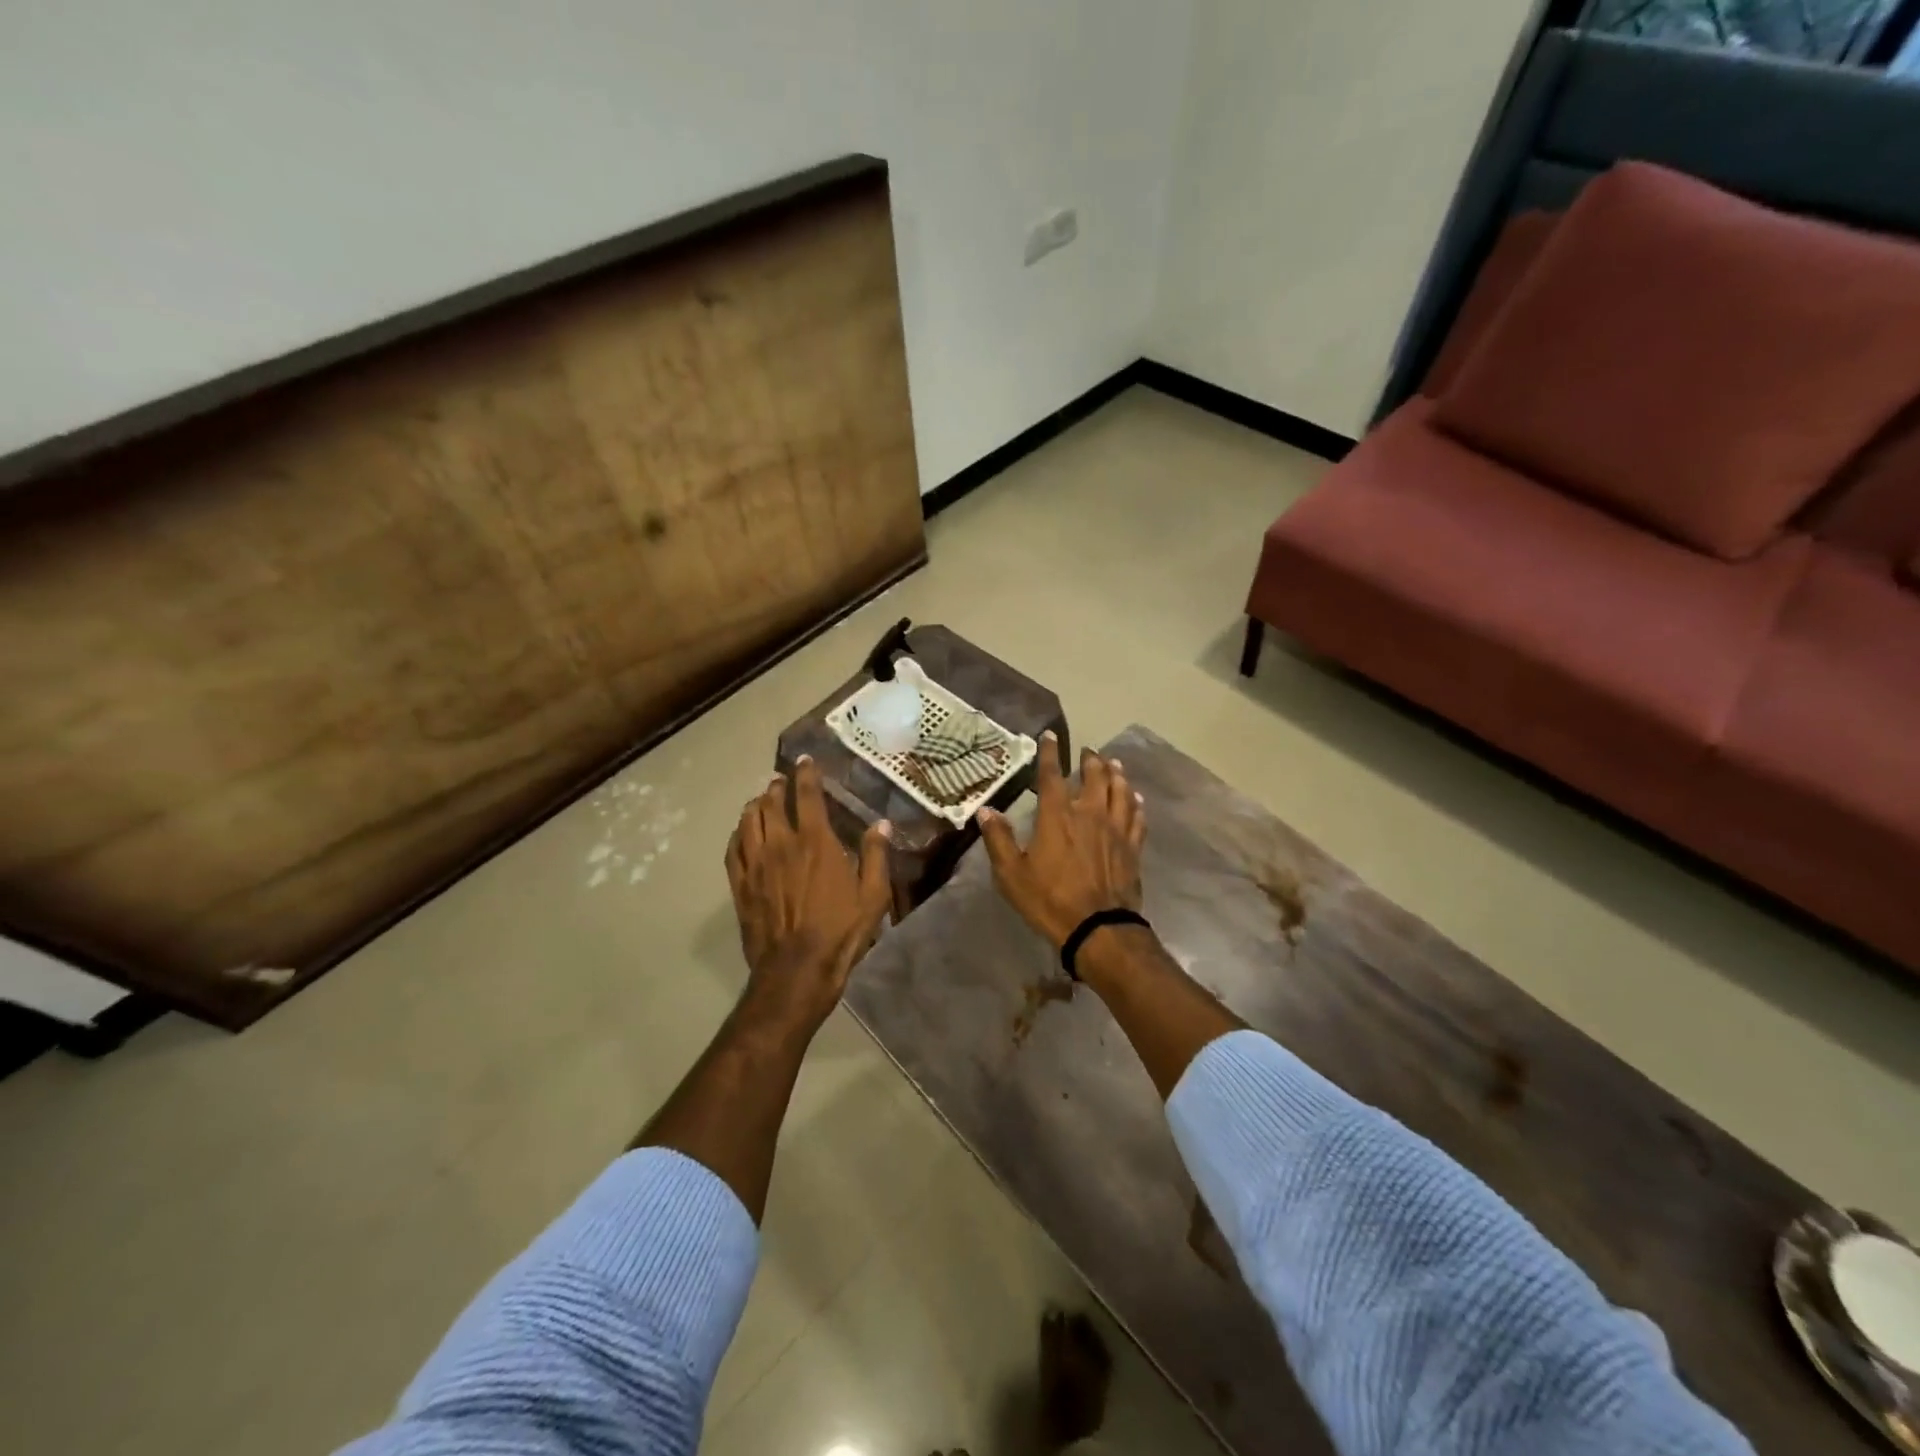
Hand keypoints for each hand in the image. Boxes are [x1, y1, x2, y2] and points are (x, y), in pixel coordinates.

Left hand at [725, 756, 892, 1031]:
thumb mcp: (873, 895)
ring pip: (748, 821)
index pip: (807, 795)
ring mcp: (756, 864)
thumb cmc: (841, 931)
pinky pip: (733, 849)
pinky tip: (742, 832)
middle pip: (772, 803)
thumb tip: (882, 824)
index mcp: (816, 842)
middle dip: (777, 786)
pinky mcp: (740, 885)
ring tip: (761, 800)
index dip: (806, 773)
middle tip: (781, 780)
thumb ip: (877, 856)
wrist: (797, 970)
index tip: (805, 760)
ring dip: (755, 805)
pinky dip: (737, 834)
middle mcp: (781, 844)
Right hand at [977, 734, 1144, 950]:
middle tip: (1088, 751)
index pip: (1052, 775)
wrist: (1098, 928)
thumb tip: (986, 810)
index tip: (1050, 736)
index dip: (1050, 753)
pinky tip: (1135, 798)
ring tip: (1114, 764)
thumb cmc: (1049, 900)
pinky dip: (1135, 803)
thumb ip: (998, 839)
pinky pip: (1137, 817)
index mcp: (1057, 816)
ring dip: (1116, 774)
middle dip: (1090, 760)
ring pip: (1120, 791)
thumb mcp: (1011, 874)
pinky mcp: (1132, 847)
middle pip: (1095, 777)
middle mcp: (1089, 814)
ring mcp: (1115, 830)